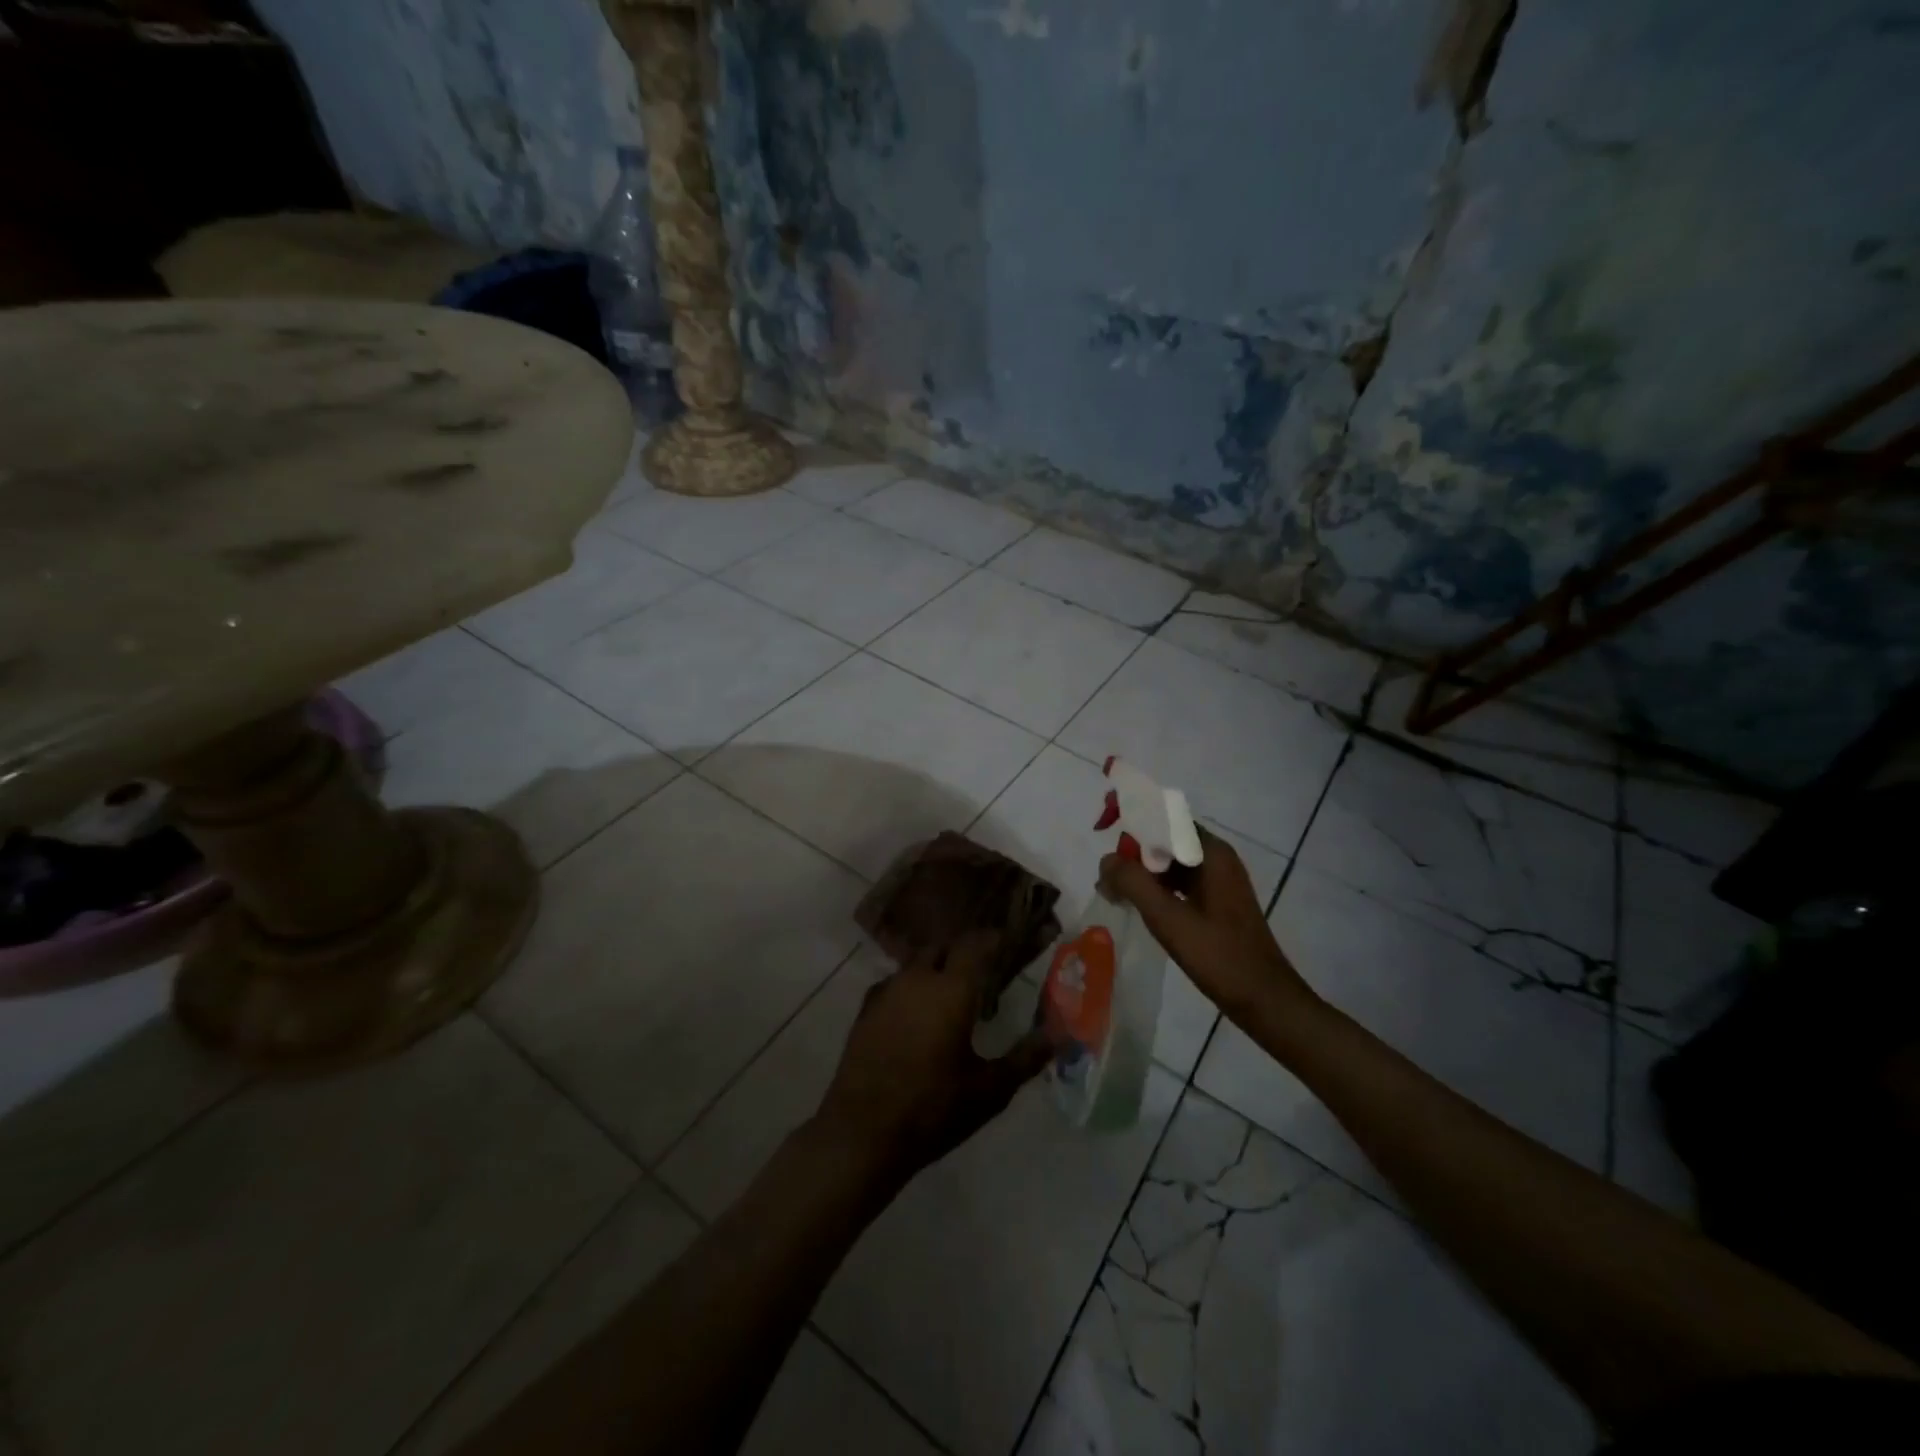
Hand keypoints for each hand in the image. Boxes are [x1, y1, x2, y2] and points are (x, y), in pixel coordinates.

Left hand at [815, 931, 1053, 1180]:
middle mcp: (917, 979)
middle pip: (943, 947)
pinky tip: (917, 1016)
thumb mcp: (990, 1090)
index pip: (976, 944)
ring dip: (936, 970)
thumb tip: (1060, 1035)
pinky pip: (895, 984)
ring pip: (916, 965)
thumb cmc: (933, 1109)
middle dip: (964, 952)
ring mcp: (886, 992)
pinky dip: (911, 989)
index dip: (994, 938)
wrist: (862, 1134)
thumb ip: (1026, 1058)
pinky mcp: (865, 1010)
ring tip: (952, 997)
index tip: (1010, 942)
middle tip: (983, 973)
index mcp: (951, 989)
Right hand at [1098, 825, 1317, 1023]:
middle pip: (1164, 838)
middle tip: (1105, 878)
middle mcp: (1215, 859)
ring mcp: (1217, 881)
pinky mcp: (1214, 902)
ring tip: (1112, 893)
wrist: (1265, 1000)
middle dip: (1131, 851)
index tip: (1103, 828)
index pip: (1165, 815)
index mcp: (1211, 853)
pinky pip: (1177, 881)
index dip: (1132, 816)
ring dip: (1139, 872)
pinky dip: (1154, 888)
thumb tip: (1106, 860)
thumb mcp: (1169, 919)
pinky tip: (1134, 906)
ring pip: (1168, 861)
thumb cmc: (1219, 956)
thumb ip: (1134, 883)